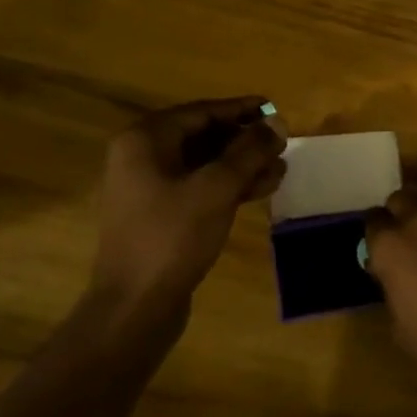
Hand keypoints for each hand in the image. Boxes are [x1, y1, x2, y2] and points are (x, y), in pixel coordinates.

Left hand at [92, 97, 285, 314]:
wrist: (135, 307)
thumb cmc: (172, 237)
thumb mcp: (217, 188)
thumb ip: (249, 152)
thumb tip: (277, 123)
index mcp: (145, 140)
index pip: (201, 112)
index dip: (240, 109)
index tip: (274, 108)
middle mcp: (142, 157)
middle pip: (202, 137)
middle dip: (244, 140)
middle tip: (281, 143)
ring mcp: (149, 189)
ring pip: (204, 165)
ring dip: (242, 165)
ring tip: (280, 169)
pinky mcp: (160, 216)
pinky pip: (199, 189)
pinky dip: (228, 187)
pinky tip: (262, 190)